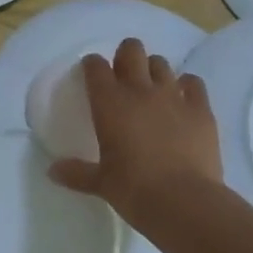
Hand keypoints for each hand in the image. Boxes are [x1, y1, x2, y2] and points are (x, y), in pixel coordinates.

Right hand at [48, 37, 223, 229]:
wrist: (184, 202)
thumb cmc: (134, 190)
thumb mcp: (101, 183)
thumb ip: (76, 173)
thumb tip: (53, 171)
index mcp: (109, 102)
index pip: (95, 66)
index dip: (92, 66)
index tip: (91, 74)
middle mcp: (140, 89)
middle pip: (131, 50)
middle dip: (125, 55)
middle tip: (124, 74)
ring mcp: (173, 95)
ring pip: (160, 63)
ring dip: (154, 70)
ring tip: (153, 87)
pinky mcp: (200, 108)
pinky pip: (193, 82)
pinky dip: (187, 86)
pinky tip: (184, 99)